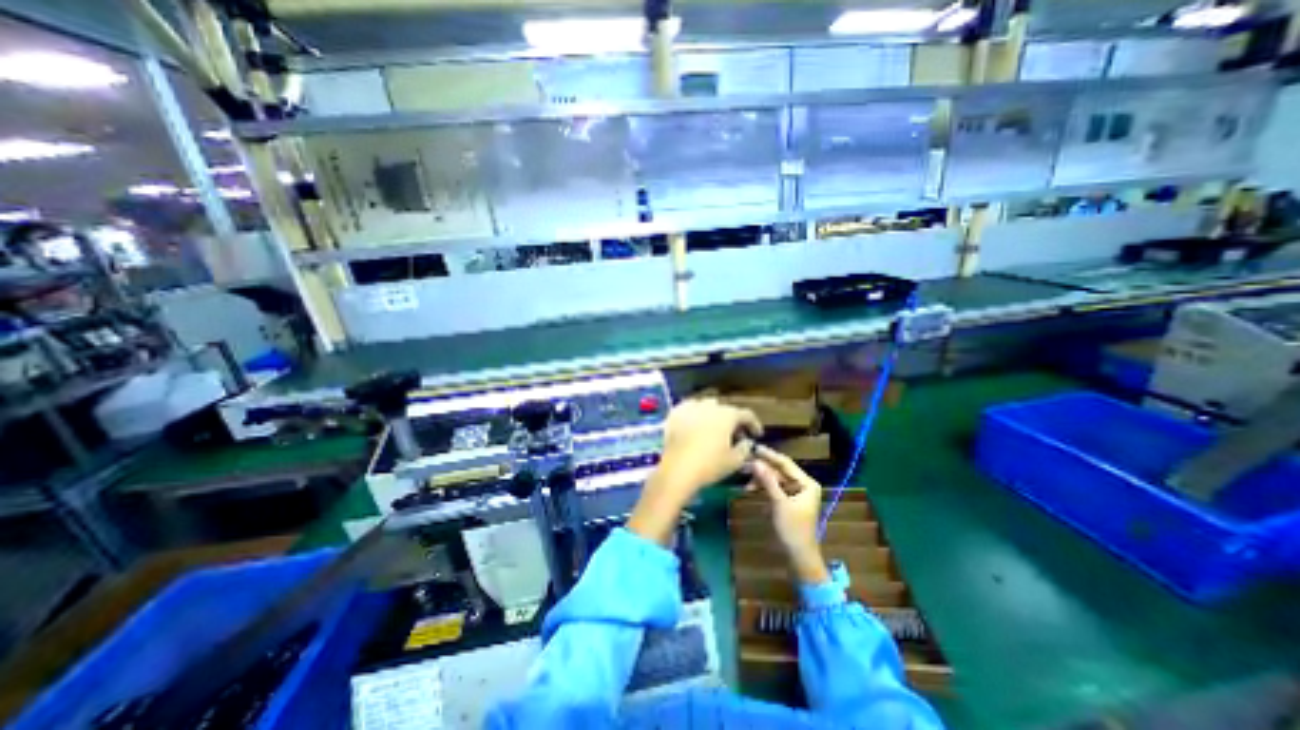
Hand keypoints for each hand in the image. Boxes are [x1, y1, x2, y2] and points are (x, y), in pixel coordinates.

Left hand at [628, 400, 763, 548]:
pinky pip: (689, 408)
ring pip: (707, 406)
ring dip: (714, 415)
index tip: (756, 434)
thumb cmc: (710, 465)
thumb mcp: (735, 461)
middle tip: (735, 435)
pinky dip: (695, 414)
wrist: (677, 470)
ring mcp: (691, 407)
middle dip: (733, 420)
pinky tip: (695, 424)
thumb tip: (746, 442)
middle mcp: (710, 406)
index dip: (754, 424)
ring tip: (714, 428)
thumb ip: (745, 448)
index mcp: (727, 415)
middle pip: (726, 409)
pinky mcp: (675, 413)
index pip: (746, 414)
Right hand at [747, 442, 827, 584]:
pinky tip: (751, 489)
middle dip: (762, 468)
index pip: (786, 463)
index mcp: (807, 483)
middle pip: (779, 470)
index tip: (754, 447)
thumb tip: (756, 462)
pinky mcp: (788, 500)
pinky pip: (774, 487)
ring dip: (760, 478)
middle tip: (744, 463)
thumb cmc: (793, 529)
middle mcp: (802, 484)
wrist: (799, 556)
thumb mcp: (779, 503)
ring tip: (744, 480)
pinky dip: (763, 487)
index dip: (769, 455)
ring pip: (775, 479)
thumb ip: (768, 481)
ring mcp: (795, 492)